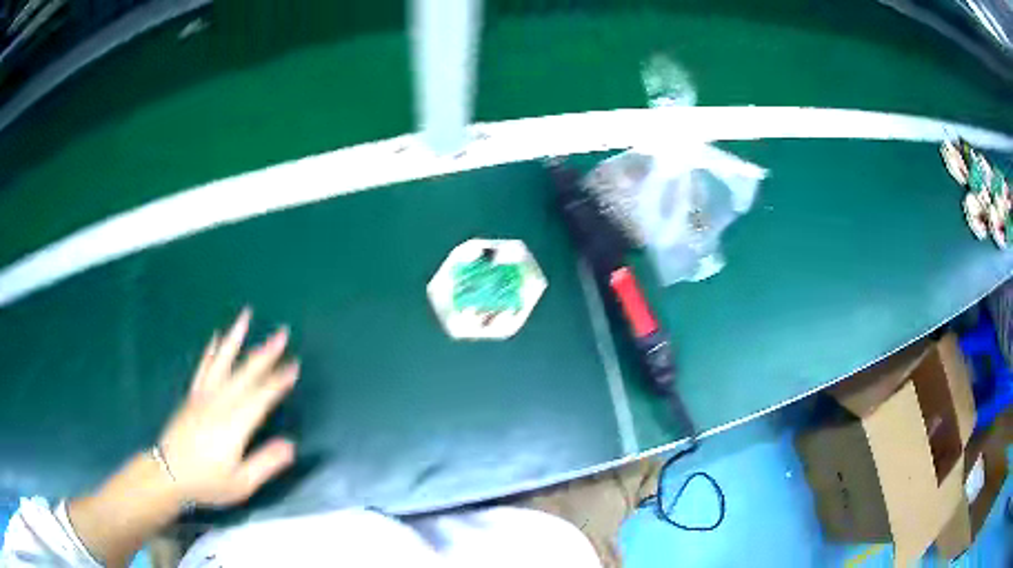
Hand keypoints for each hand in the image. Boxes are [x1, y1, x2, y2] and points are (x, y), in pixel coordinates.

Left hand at [158, 308, 298, 505]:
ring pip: (222, 362)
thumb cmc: (207, 483)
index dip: (279, 381)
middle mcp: (219, 403)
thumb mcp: (241, 484)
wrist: (168, 475)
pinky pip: (203, 368)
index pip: (261, 397)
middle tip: (282, 333)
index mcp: (234, 424)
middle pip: (245, 373)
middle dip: (265, 353)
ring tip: (245, 316)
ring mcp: (203, 396)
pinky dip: (211, 351)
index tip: (294, 365)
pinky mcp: (192, 396)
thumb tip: (291, 445)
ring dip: (236, 338)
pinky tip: (217, 338)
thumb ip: (266, 463)